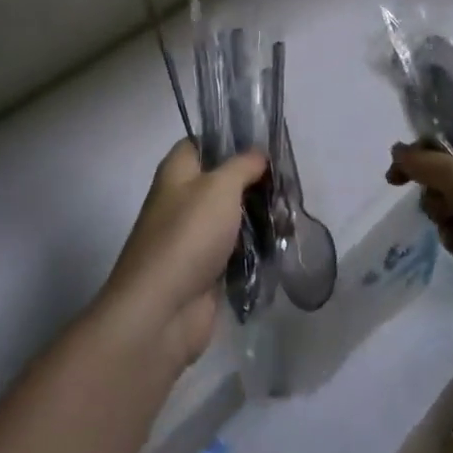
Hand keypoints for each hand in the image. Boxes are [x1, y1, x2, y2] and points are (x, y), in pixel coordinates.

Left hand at [102, 140, 266, 372]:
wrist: (162, 311)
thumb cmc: (188, 235)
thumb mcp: (220, 187)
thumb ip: (243, 165)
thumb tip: (258, 154)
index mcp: (176, 172)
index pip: (202, 143)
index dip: (230, 141)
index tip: (264, 145)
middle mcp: (182, 200)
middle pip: (222, 182)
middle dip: (254, 182)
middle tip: (288, 183)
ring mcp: (193, 238)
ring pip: (232, 218)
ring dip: (259, 218)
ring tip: (291, 217)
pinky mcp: (206, 271)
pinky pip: (236, 251)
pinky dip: (256, 249)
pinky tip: (282, 244)